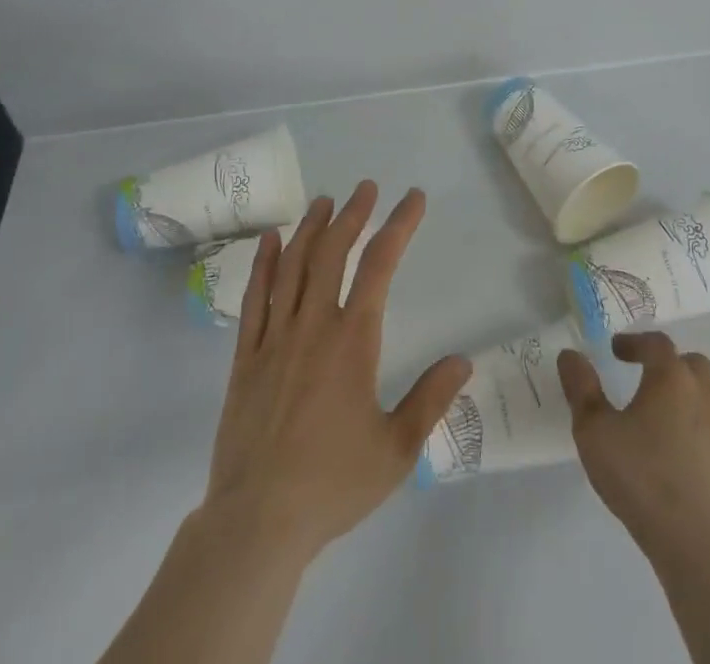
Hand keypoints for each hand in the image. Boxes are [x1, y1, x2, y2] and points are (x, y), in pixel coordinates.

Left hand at [201, 181, 472, 562]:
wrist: (256, 522)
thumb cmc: (332, 484)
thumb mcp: (396, 450)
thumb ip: (431, 400)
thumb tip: (463, 360)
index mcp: (352, 341)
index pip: (379, 266)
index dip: (398, 226)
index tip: (413, 199)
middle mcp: (313, 326)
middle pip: (332, 253)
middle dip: (352, 215)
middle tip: (365, 188)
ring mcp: (274, 338)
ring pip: (292, 266)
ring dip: (311, 228)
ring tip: (324, 201)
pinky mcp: (245, 357)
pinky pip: (254, 298)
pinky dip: (262, 263)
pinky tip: (269, 240)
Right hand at [559, 332, 709, 556]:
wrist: (698, 544)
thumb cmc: (641, 477)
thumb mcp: (595, 431)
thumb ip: (581, 389)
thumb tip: (570, 355)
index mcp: (671, 378)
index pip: (656, 344)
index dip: (634, 342)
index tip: (615, 351)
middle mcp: (702, 395)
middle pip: (691, 364)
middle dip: (667, 364)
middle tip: (644, 377)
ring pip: (704, 398)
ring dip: (682, 398)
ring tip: (655, 420)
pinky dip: (693, 431)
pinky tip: (674, 457)